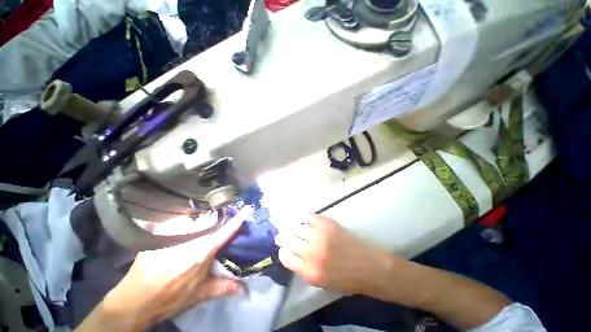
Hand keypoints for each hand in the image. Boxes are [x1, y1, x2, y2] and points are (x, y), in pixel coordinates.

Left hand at [85, 207, 253, 330]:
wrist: (135, 301)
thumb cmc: (171, 297)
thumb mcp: (200, 293)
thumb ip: (224, 287)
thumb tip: (246, 289)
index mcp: (203, 251)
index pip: (226, 231)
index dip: (238, 219)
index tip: (247, 208)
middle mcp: (190, 238)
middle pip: (210, 219)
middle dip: (219, 216)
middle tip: (223, 215)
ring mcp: (172, 234)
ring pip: (193, 217)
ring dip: (202, 216)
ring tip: (206, 216)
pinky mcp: (158, 234)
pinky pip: (177, 220)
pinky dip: (184, 219)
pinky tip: (185, 222)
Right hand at [275, 214, 394, 296]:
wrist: (368, 265)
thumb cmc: (345, 278)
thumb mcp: (321, 283)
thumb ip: (303, 269)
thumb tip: (291, 253)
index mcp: (309, 271)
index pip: (286, 257)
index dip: (282, 252)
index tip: (284, 249)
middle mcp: (311, 252)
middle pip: (288, 240)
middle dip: (281, 237)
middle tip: (280, 235)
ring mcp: (319, 235)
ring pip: (295, 226)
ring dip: (289, 226)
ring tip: (287, 225)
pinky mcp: (327, 223)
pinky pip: (307, 216)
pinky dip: (301, 216)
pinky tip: (299, 217)